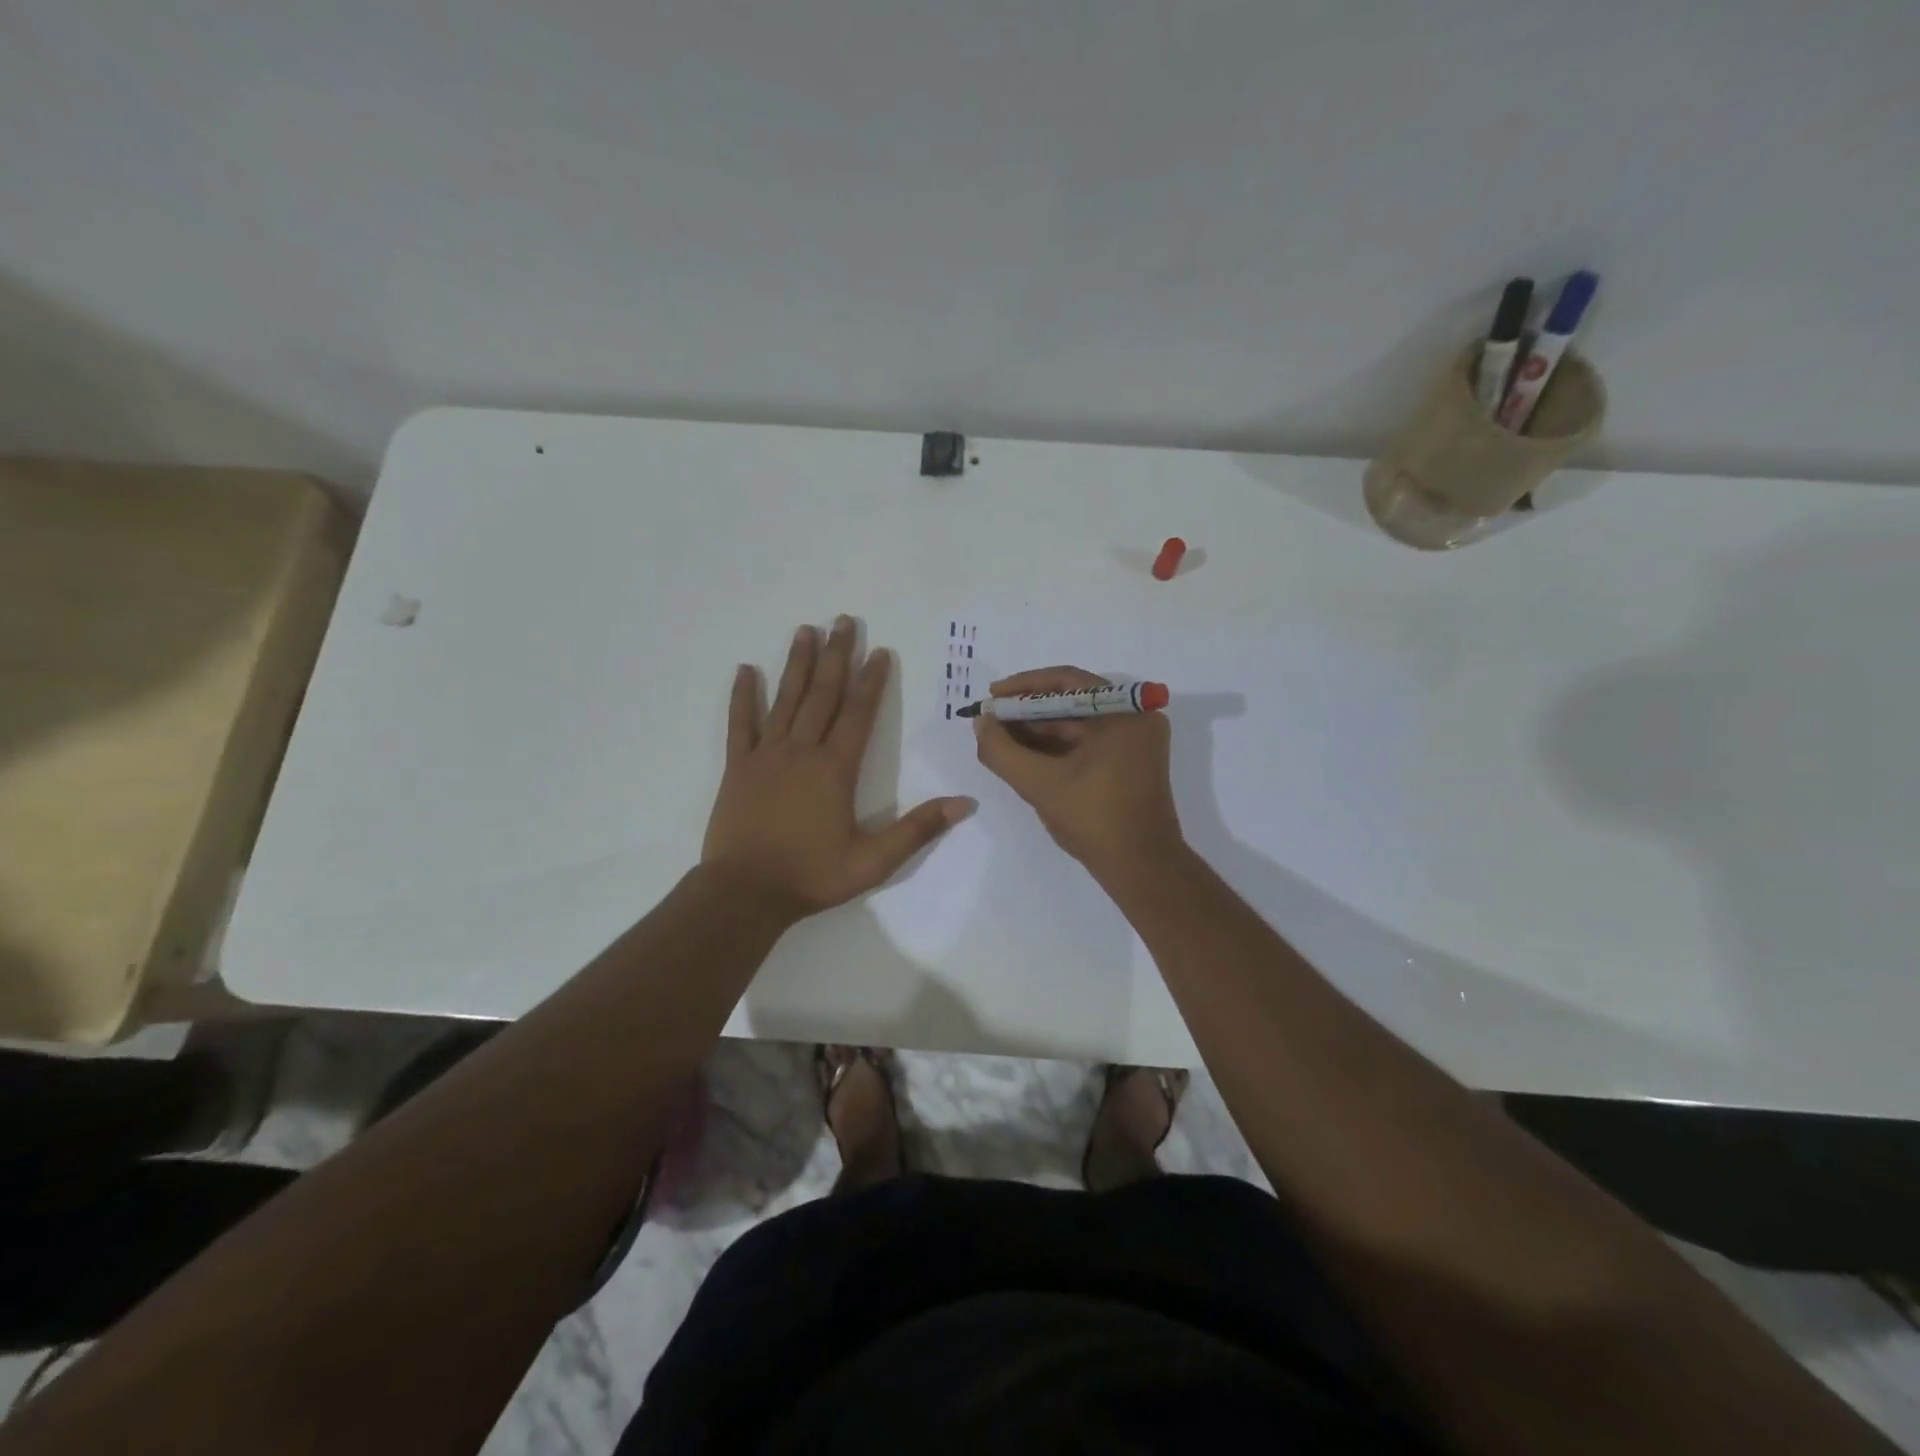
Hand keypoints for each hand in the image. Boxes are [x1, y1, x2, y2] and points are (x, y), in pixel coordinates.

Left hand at [703, 617, 974, 919]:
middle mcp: (802, 751)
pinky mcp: (738, 767)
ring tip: (806, 630)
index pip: (859, 714)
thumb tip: (964, 803)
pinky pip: (740, 724)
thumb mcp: (874, 861)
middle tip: (844, 620)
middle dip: (837, 656)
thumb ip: (918, 830)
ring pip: (785, 700)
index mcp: (836, 769)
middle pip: (823, 694)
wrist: (746, 893)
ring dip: (797, 664)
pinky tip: (744, 670)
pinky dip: (742, 696)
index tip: (880, 650)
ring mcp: (766, 755)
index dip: (872, 680)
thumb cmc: (811, 876)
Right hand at [971, 666, 1182, 879]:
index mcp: (1124, 713)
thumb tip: (980, 723)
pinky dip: (1058, 747)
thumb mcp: (1039, 783)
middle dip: (1028, 712)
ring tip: (1001, 740)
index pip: (1066, 681)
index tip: (992, 696)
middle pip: (1072, 702)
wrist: (1142, 868)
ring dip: (1040, 731)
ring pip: (1078, 724)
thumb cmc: (1095, 819)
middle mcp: (1136, 719)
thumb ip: (1002, 751)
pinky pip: (1089, 743)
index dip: (1023, 686)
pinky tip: (1026, 756)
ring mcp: (1136, 742)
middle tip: (991, 721)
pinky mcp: (1132, 763)